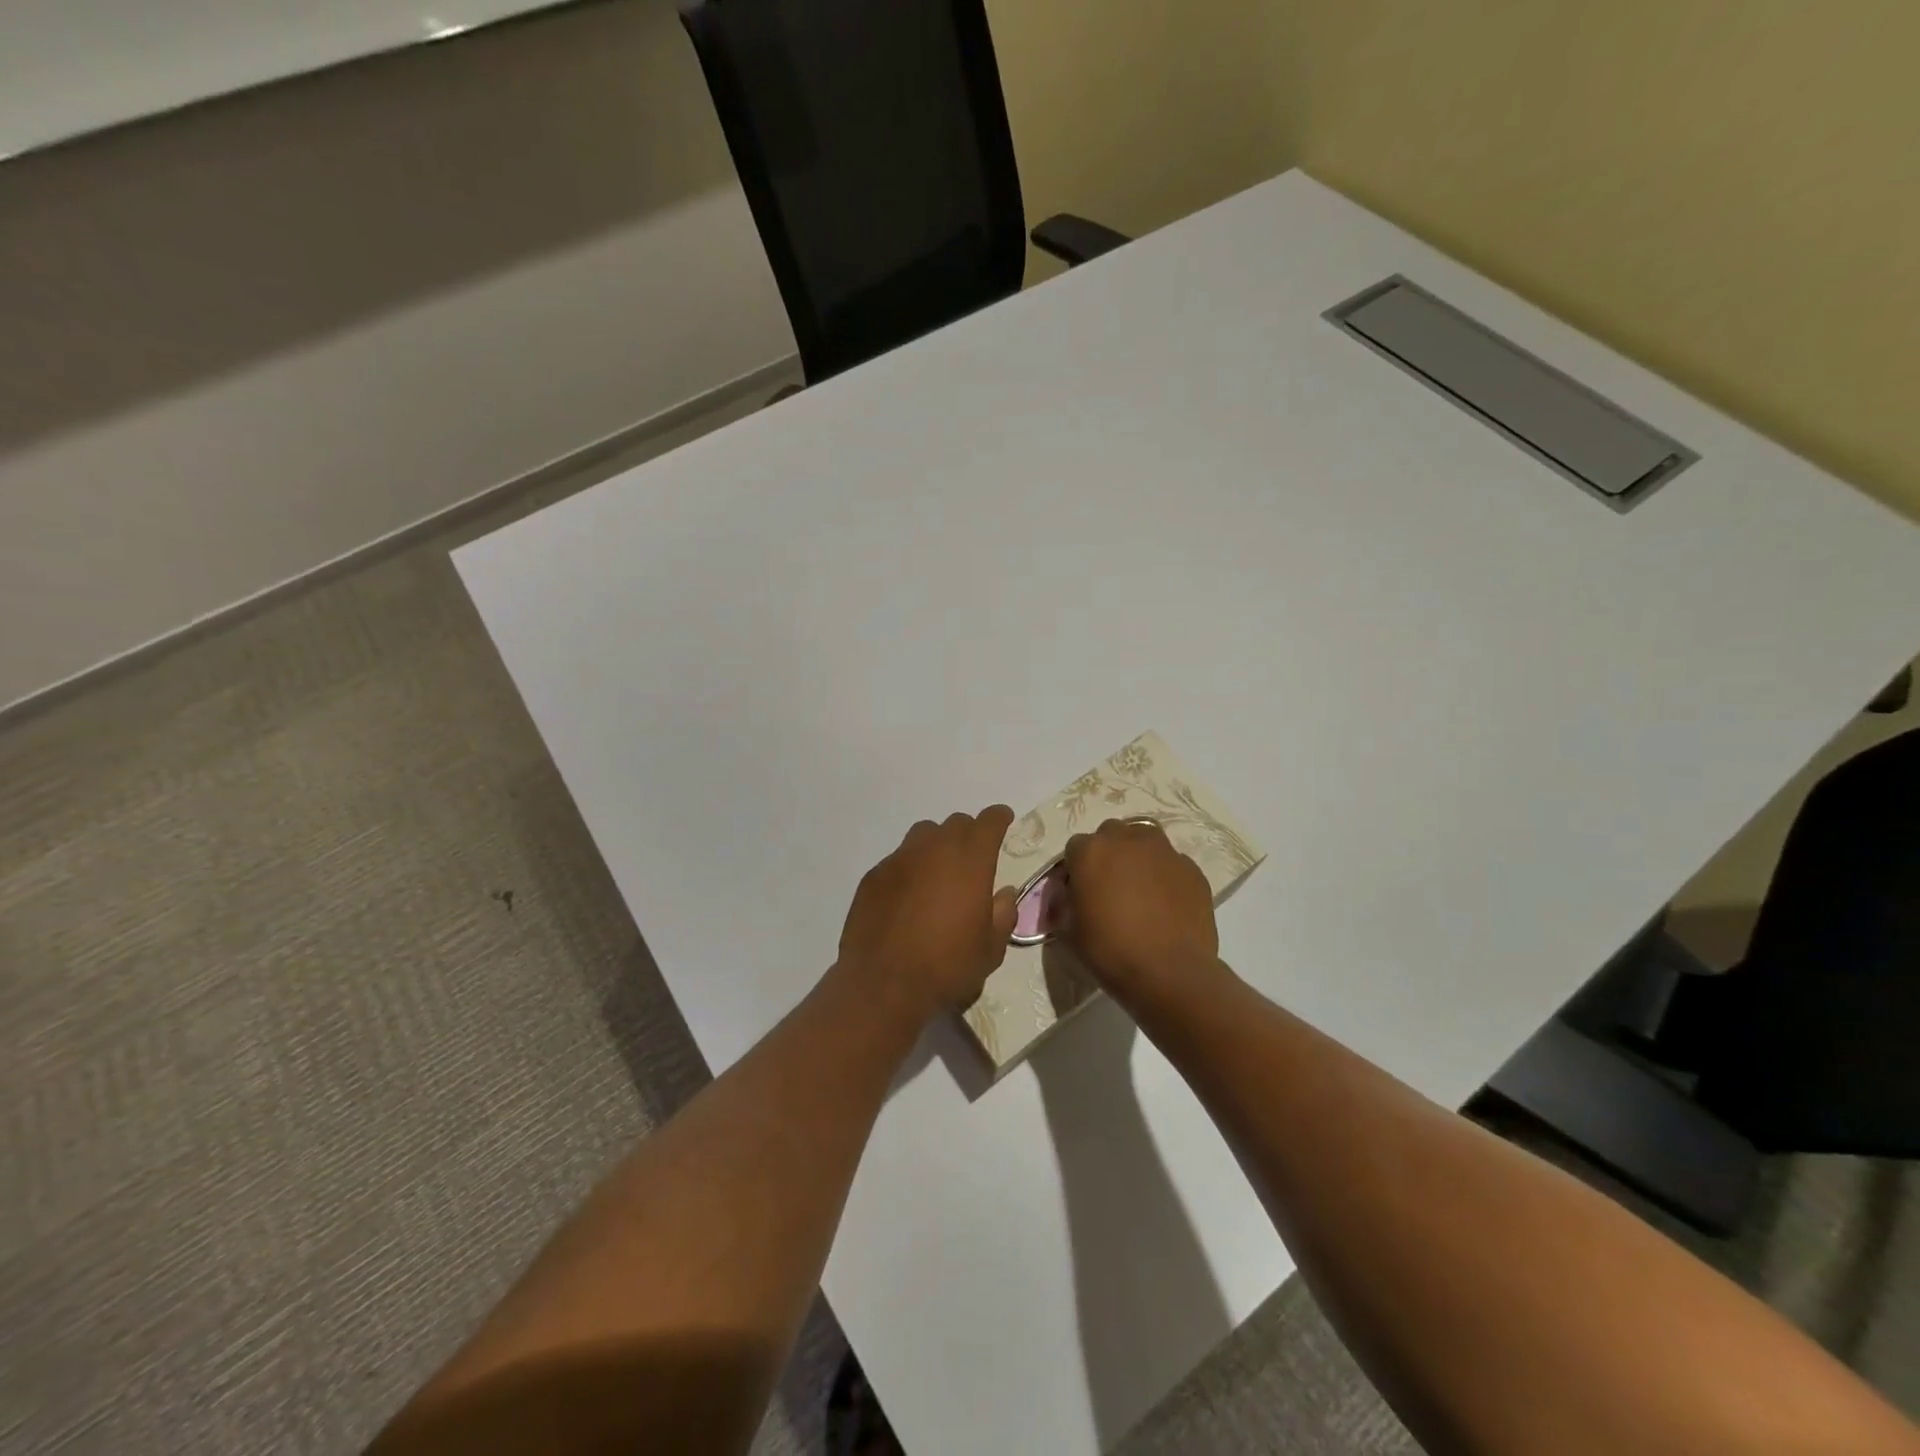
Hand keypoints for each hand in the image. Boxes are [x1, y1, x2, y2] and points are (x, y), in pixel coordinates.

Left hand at [837, 807, 1019, 1025]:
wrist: (883, 984)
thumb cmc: (947, 966)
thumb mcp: (990, 949)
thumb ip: (1002, 914)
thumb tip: (1004, 893)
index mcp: (970, 861)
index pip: (989, 822)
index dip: (999, 818)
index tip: (1004, 820)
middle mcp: (934, 849)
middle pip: (955, 823)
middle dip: (969, 833)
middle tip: (973, 857)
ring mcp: (899, 859)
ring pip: (923, 834)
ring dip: (936, 844)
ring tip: (938, 871)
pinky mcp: (873, 876)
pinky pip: (897, 858)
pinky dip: (909, 868)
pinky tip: (908, 895)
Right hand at [1063, 819, 1217, 1003]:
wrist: (1170, 973)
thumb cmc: (1111, 951)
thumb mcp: (1070, 931)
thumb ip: (1067, 903)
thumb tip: (1072, 896)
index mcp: (1091, 852)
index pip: (1075, 847)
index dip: (1076, 869)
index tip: (1080, 892)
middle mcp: (1127, 840)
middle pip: (1111, 834)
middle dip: (1108, 854)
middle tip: (1110, 886)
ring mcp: (1164, 852)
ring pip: (1145, 839)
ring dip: (1138, 854)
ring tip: (1140, 886)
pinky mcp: (1192, 869)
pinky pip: (1172, 863)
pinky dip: (1165, 875)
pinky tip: (1166, 903)